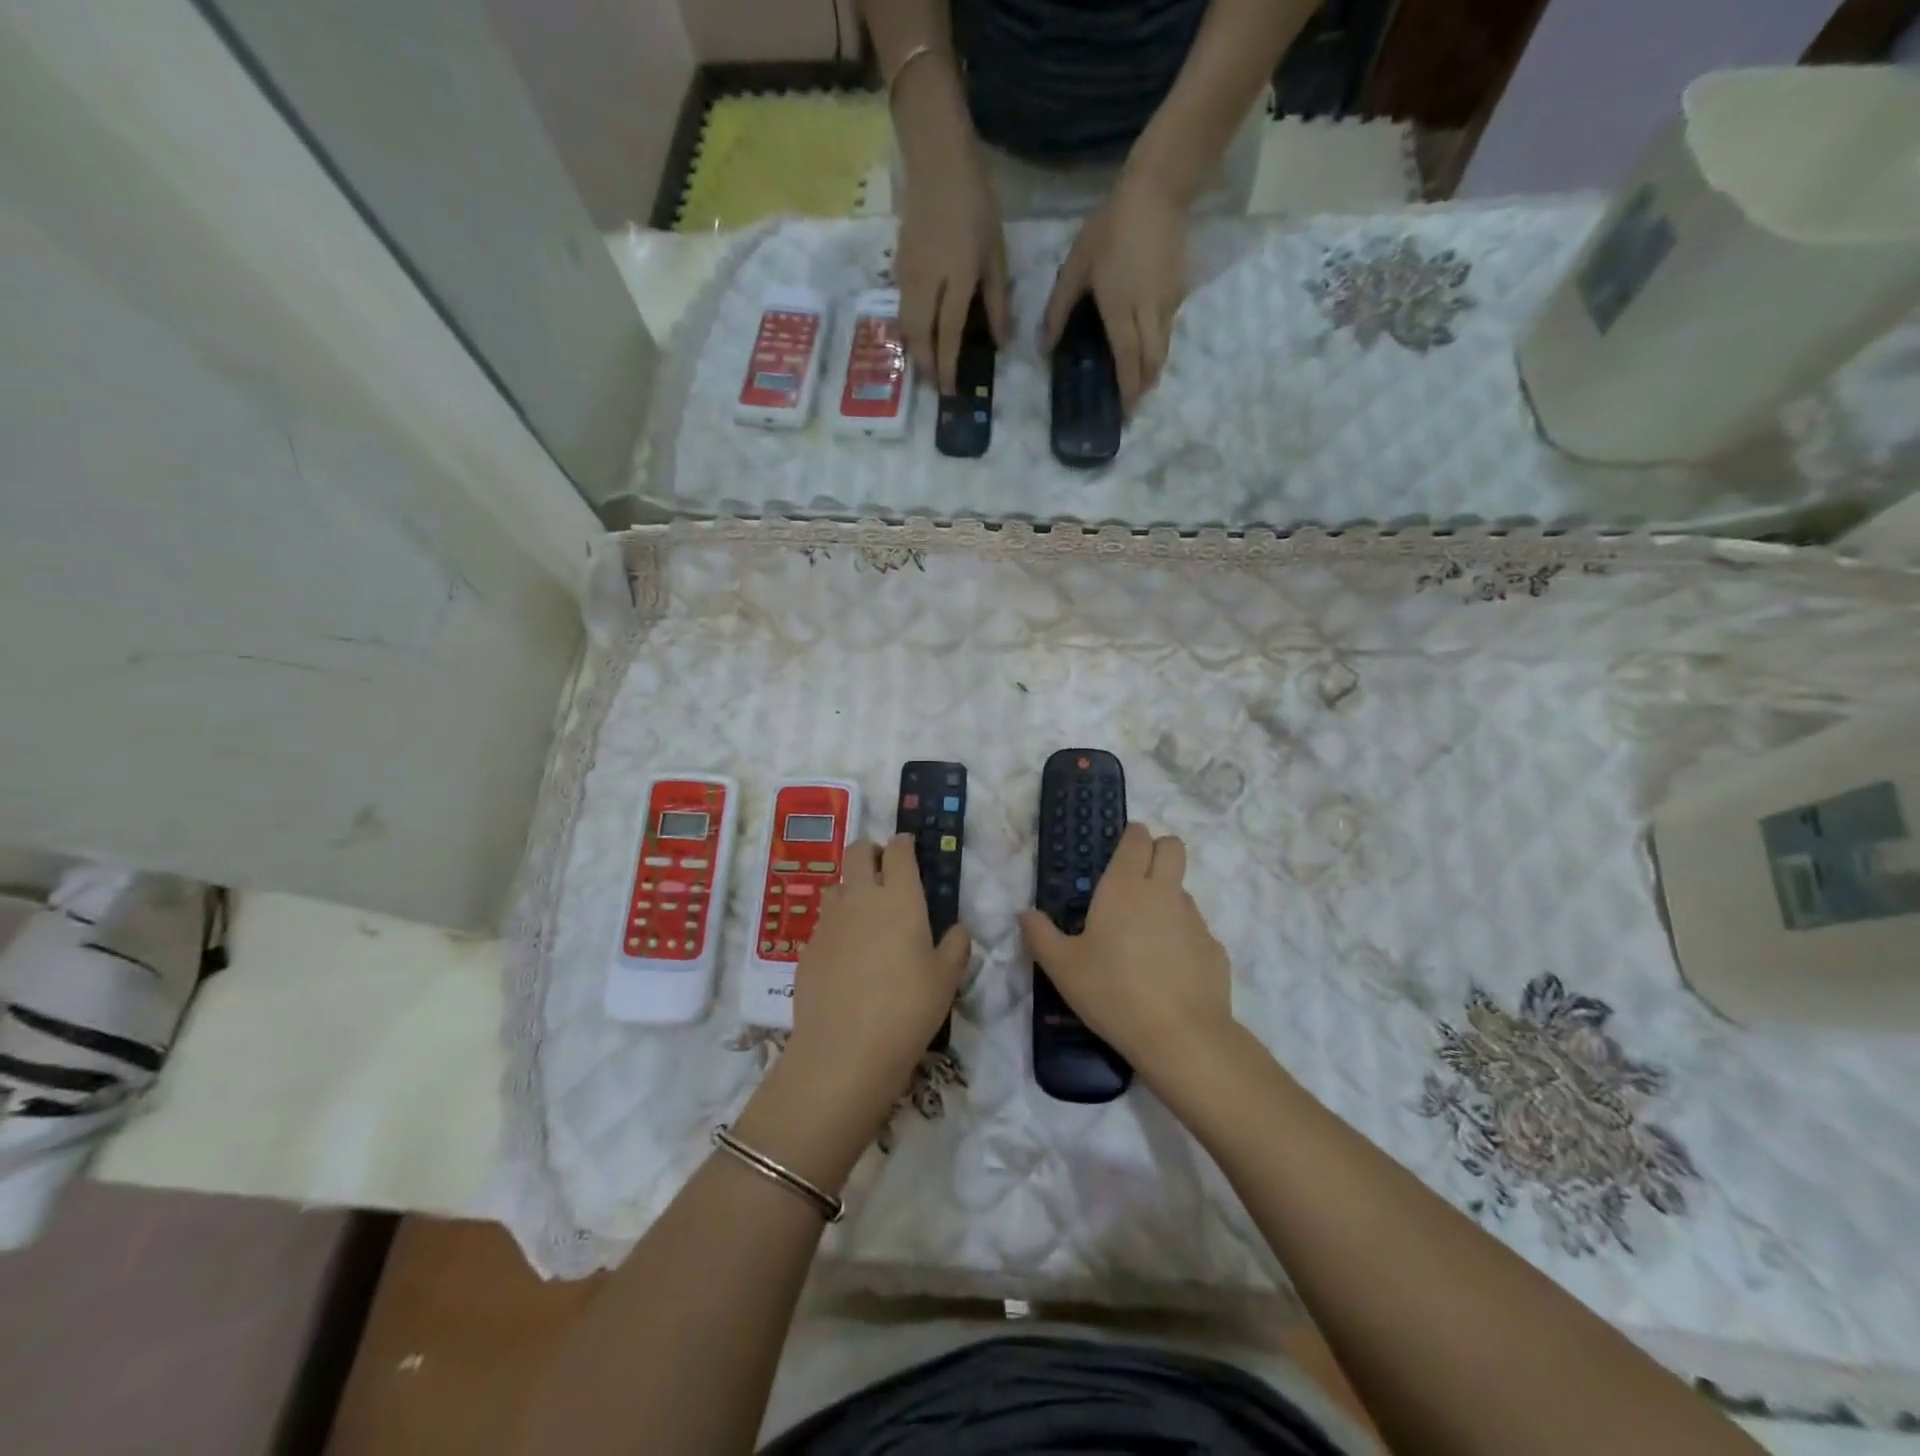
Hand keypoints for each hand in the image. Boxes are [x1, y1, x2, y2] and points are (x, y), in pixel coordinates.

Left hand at [783, 835, 969, 1128]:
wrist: (844, 1051)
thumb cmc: (908, 1009)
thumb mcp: (946, 979)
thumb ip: (956, 947)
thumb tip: (957, 930)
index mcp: (899, 898)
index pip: (898, 852)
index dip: (904, 843)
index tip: (908, 845)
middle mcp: (861, 898)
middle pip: (857, 852)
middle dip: (871, 850)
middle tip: (884, 867)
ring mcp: (829, 921)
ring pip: (836, 883)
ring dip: (850, 885)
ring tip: (864, 909)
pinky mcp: (807, 948)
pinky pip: (823, 921)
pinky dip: (836, 923)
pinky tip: (846, 951)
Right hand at [896, 148, 1010, 394]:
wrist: (936, 161)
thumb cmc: (975, 205)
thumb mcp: (996, 254)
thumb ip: (997, 301)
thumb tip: (1001, 342)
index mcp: (955, 279)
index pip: (947, 335)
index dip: (947, 366)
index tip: (950, 390)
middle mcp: (925, 282)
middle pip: (919, 336)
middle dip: (925, 366)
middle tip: (935, 386)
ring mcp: (907, 275)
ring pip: (905, 325)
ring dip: (915, 351)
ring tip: (926, 367)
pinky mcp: (898, 267)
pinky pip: (901, 309)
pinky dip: (909, 330)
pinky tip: (919, 337)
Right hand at [1019, 823, 1233, 1089]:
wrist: (1180, 1036)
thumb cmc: (1112, 992)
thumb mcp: (1061, 967)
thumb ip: (1040, 935)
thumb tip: (1027, 915)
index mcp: (1125, 887)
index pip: (1138, 838)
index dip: (1132, 836)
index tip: (1119, 851)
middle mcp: (1164, 892)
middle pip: (1172, 847)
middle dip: (1158, 851)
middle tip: (1135, 880)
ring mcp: (1194, 920)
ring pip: (1183, 890)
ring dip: (1166, 899)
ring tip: (1144, 937)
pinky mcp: (1214, 949)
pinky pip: (1196, 931)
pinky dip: (1182, 939)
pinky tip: (1166, 972)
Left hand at [1040, 171, 1188, 415]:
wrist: (1158, 190)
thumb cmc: (1110, 228)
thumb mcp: (1075, 267)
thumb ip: (1059, 309)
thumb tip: (1044, 347)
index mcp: (1121, 311)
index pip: (1127, 361)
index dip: (1127, 390)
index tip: (1125, 413)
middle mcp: (1148, 313)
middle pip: (1152, 362)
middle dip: (1144, 388)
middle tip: (1133, 404)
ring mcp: (1168, 303)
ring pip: (1164, 348)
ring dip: (1153, 370)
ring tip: (1141, 384)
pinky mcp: (1180, 291)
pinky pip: (1169, 328)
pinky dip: (1159, 345)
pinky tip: (1148, 347)